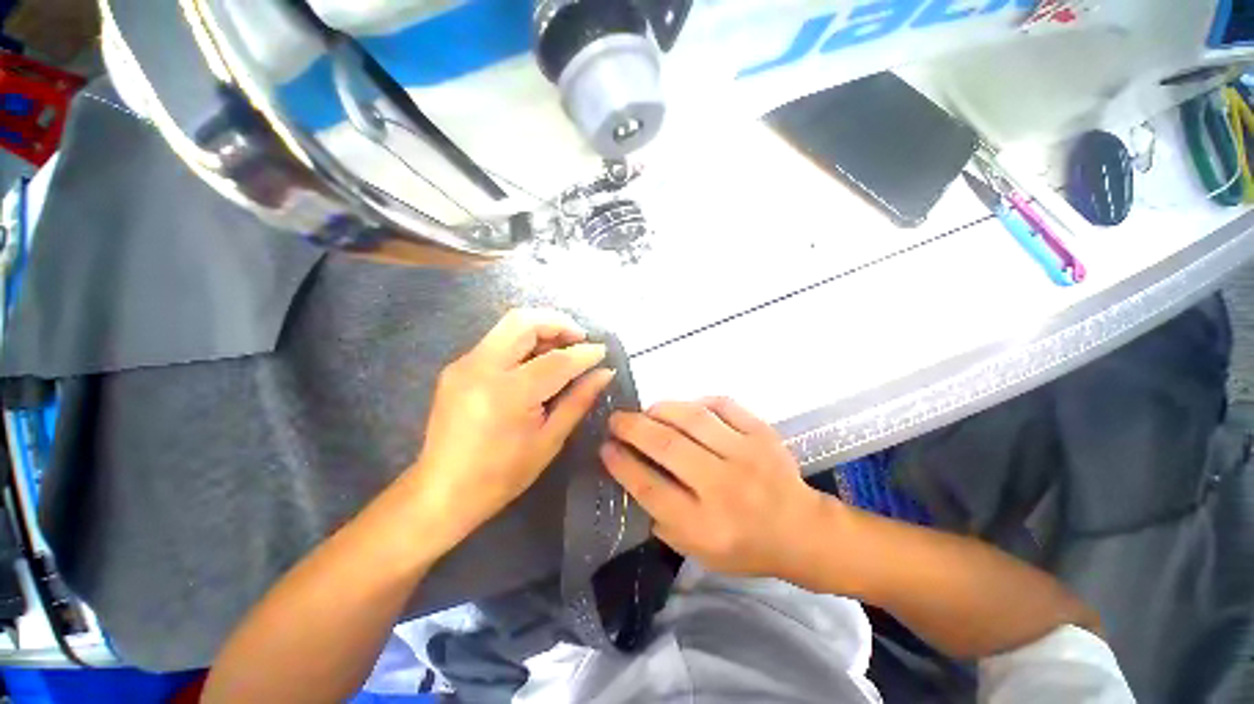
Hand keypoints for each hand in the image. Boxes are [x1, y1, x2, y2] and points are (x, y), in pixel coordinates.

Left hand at [410, 309, 615, 549]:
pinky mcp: (457, 366)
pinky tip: (537, 360)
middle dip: (558, 322)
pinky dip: (523, 341)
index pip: (556, 360)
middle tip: (580, 338)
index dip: (584, 353)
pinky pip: (497, 340)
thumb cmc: (502, 474)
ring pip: (509, 325)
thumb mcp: (549, 440)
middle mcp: (482, 368)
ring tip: (563, 347)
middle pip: (524, 322)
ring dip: (541, 328)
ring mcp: (464, 364)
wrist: (442, 491)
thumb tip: (604, 373)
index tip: (603, 351)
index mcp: (508, 393)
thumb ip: (578, 400)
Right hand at [601, 397, 828, 578]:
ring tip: (647, 411)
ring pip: (691, 418)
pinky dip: (698, 402)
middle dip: (632, 427)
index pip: (650, 488)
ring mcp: (746, 454)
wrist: (802, 531)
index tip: (604, 447)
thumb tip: (632, 474)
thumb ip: (662, 518)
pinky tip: (687, 409)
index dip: (621, 464)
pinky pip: (722, 404)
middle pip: (666, 445)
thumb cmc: (745, 546)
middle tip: (616, 419)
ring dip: (661, 409)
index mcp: (705, 526)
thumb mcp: (698, 550)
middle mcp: (723, 487)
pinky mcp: (762, 433)